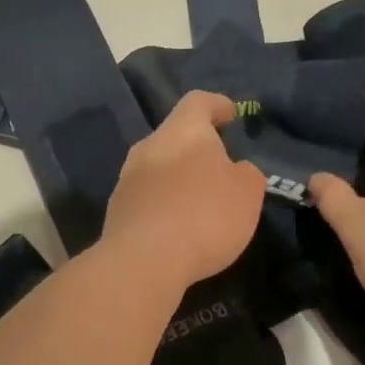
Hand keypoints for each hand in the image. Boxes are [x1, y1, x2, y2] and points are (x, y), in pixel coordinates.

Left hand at [102, 91, 266, 290]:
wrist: (143, 262)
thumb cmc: (204, 216)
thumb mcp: (247, 193)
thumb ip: (246, 174)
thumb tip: (235, 170)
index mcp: (182, 131)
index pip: (198, 102)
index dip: (216, 105)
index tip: (229, 113)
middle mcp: (149, 147)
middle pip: (175, 137)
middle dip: (197, 149)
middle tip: (219, 167)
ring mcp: (127, 179)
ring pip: (158, 168)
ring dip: (179, 179)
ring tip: (200, 202)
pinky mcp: (117, 212)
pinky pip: (147, 199)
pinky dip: (165, 206)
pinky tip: (178, 228)